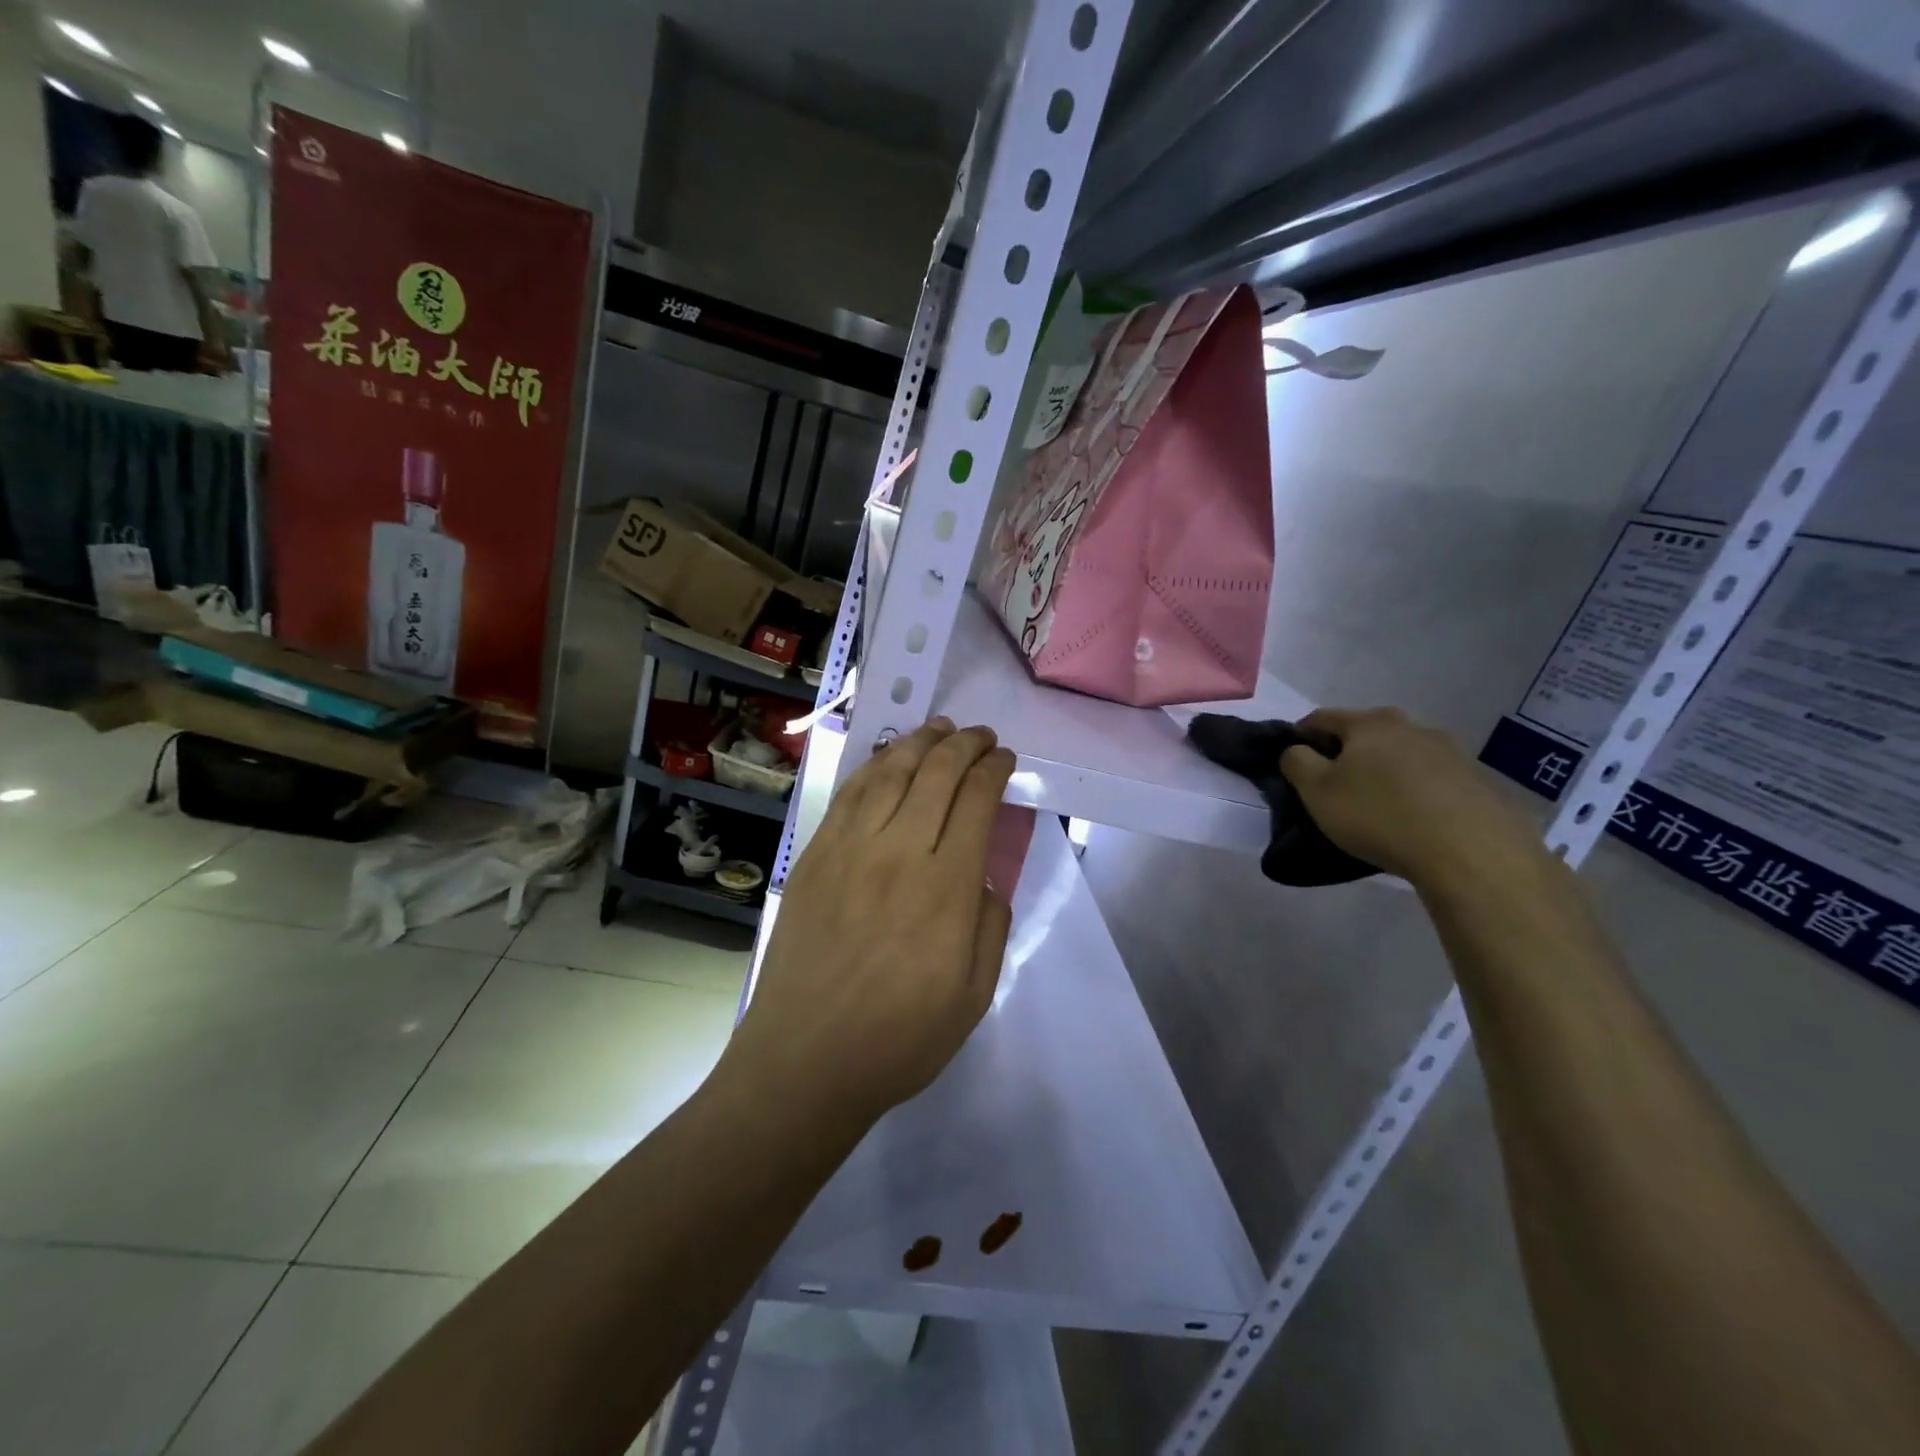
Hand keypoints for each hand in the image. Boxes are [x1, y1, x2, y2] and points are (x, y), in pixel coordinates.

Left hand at [722, 719, 1015, 1126]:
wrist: (805, 1061)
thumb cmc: (899, 1038)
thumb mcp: (975, 994)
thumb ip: (990, 924)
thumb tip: (980, 875)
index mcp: (946, 887)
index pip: (976, 801)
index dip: (994, 769)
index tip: (1004, 759)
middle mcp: (898, 853)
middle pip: (936, 774)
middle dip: (964, 745)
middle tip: (980, 736)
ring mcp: (849, 850)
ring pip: (890, 773)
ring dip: (920, 742)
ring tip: (939, 728)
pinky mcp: (813, 857)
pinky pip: (848, 795)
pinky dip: (874, 766)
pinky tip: (888, 757)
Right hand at [1279, 707, 1545, 890]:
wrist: (1471, 854)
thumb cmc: (1379, 816)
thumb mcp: (1317, 792)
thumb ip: (1296, 762)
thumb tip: (1297, 750)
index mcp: (1370, 724)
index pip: (1321, 718)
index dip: (1300, 736)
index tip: (1293, 763)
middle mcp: (1413, 727)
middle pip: (1366, 734)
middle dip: (1346, 754)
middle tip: (1334, 788)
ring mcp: (1452, 752)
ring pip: (1402, 756)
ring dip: (1384, 772)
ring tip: (1378, 807)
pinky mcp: (1479, 782)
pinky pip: (1434, 780)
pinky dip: (1417, 792)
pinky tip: (1415, 820)